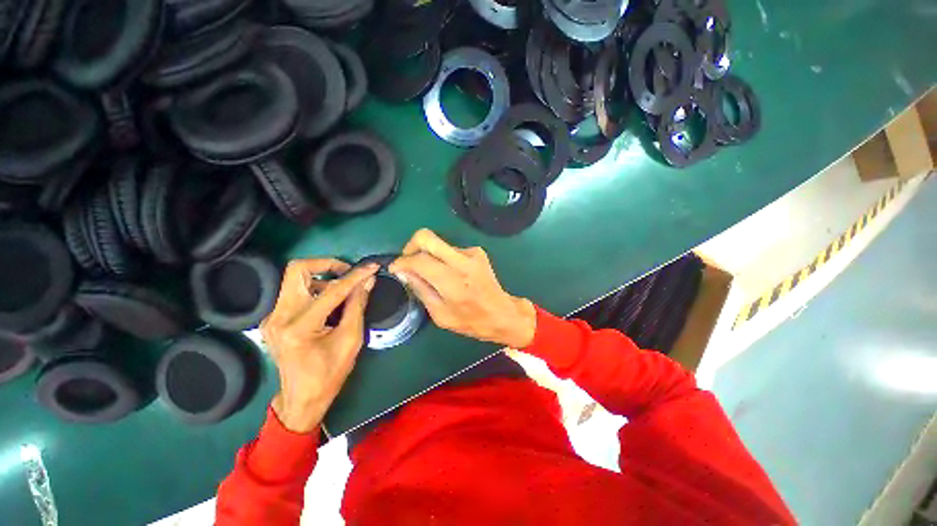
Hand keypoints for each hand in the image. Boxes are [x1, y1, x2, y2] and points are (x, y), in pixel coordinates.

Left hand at [261, 259, 378, 432]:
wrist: (302, 398)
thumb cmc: (330, 373)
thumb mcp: (351, 340)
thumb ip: (358, 306)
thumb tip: (368, 281)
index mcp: (300, 327)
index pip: (331, 290)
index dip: (355, 276)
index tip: (371, 267)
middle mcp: (279, 317)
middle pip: (297, 270)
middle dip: (326, 264)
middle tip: (347, 272)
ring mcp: (272, 317)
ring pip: (295, 279)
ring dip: (322, 279)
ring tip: (342, 293)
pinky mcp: (273, 319)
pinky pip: (294, 292)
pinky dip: (315, 290)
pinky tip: (329, 304)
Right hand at [389, 229, 535, 348]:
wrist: (503, 314)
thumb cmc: (471, 321)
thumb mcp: (440, 315)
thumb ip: (421, 290)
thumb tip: (404, 271)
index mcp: (453, 283)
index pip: (419, 260)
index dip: (402, 262)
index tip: (395, 268)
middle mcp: (462, 262)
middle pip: (427, 237)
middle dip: (411, 246)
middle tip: (408, 261)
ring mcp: (472, 253)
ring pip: (438, 243)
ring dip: (428, 254)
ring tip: (431, 274)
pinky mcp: (477, 251)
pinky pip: (450, 249)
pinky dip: (442, 258)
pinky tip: (448, 274)